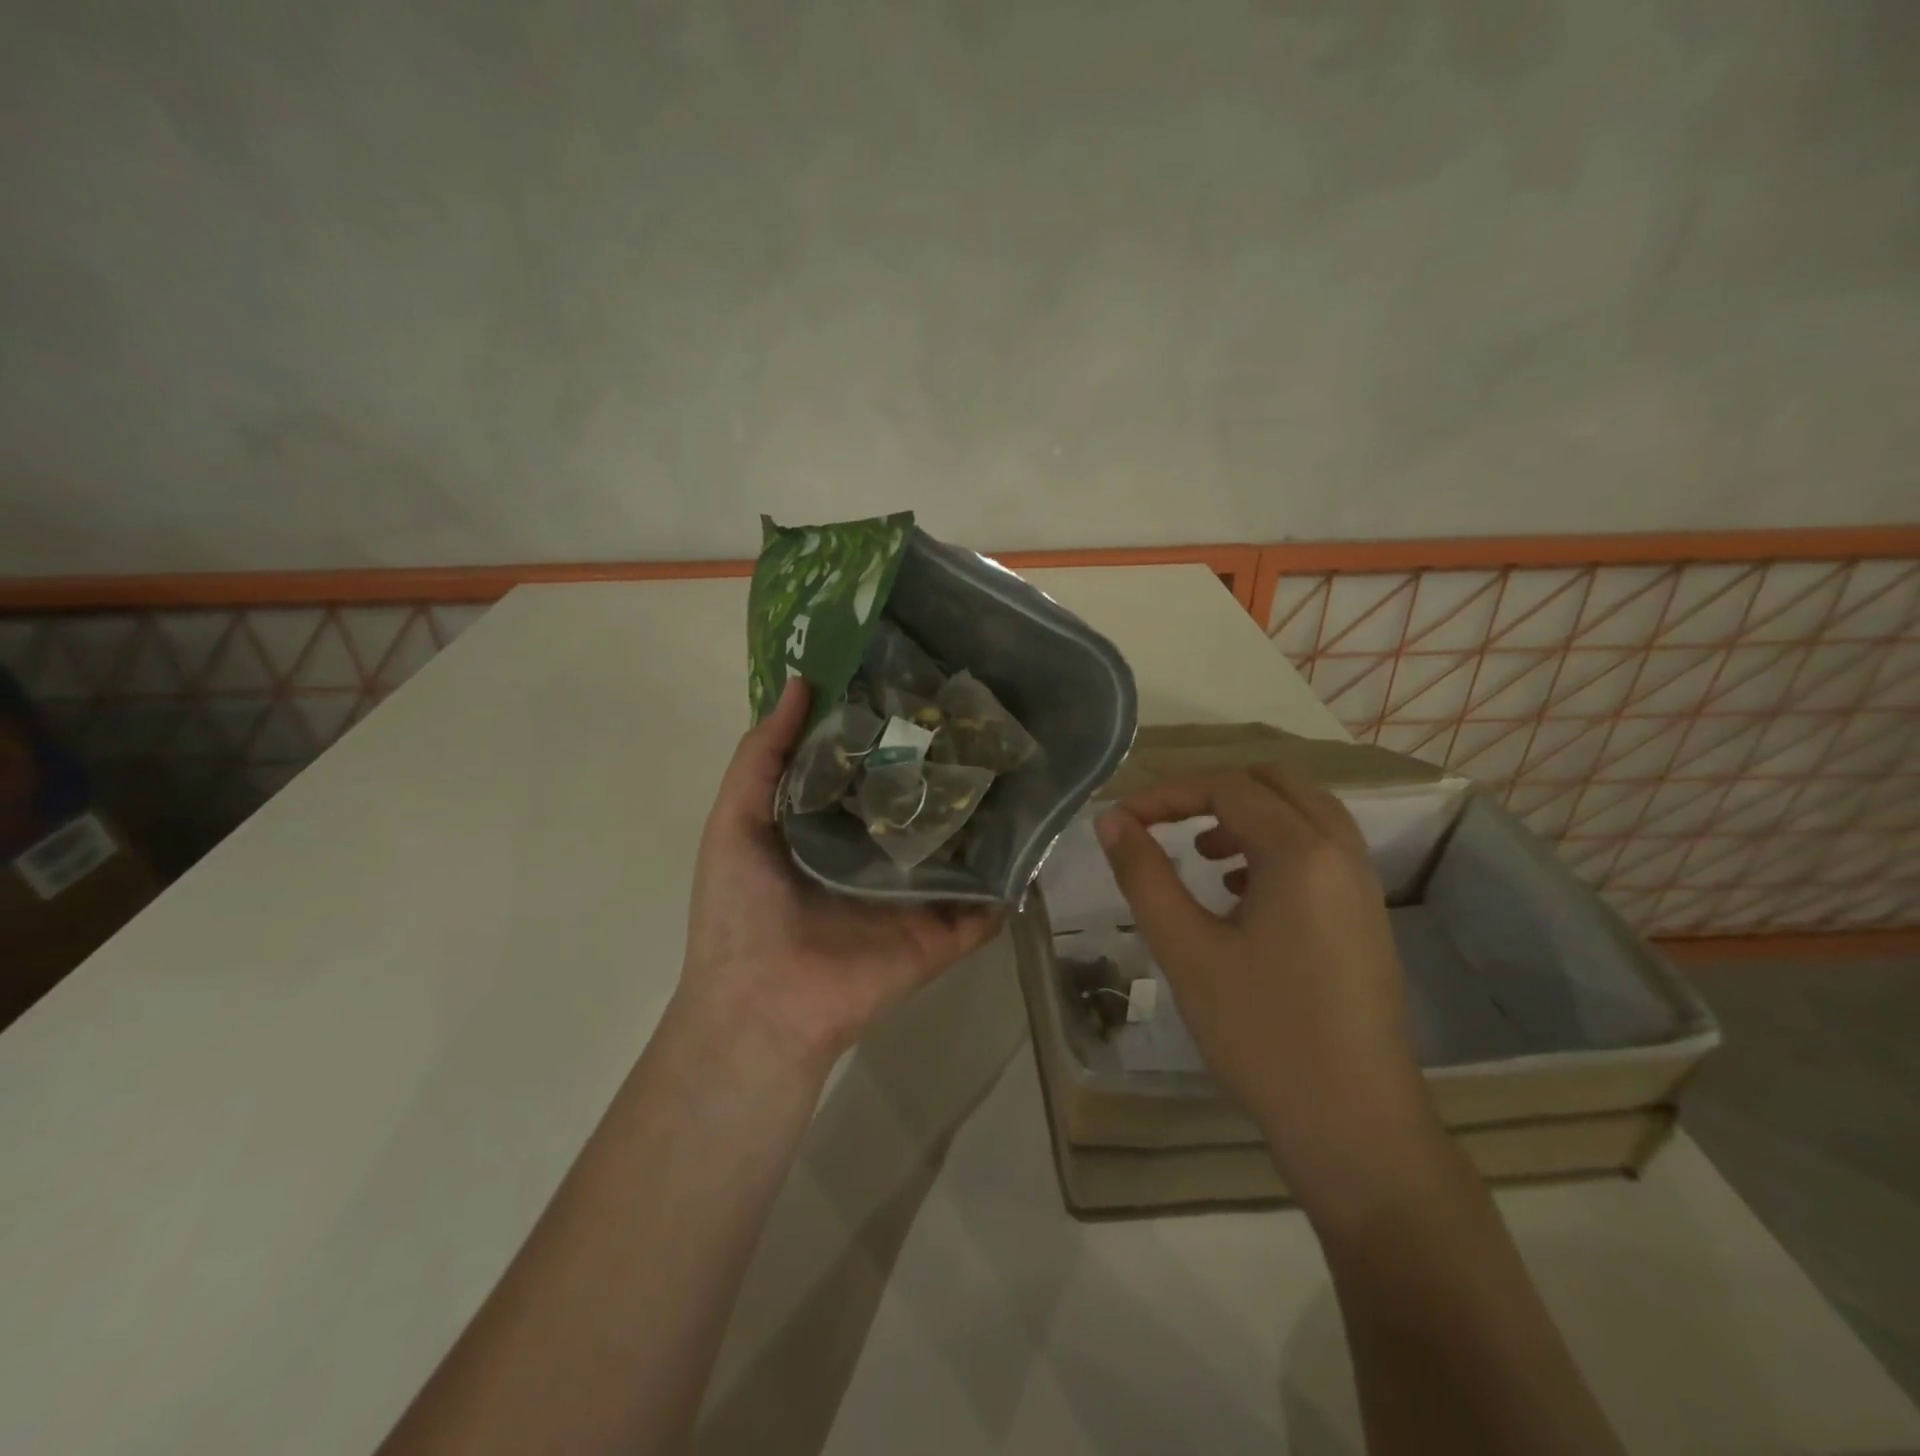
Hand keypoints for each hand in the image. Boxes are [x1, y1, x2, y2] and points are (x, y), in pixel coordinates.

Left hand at [677, 679, 1002, 1074]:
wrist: (762, 1006)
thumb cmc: (739, 910)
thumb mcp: (735, 820)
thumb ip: (763, 755)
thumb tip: (802, 682)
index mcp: (833, 825)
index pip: (872, 765)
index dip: (891, 726)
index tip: (921, 679)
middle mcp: (880, 852)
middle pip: (923, 800)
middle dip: (948, 761)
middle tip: (985, 712)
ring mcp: (917, 892)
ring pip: (963, 843)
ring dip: (989, 810)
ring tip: (1024, 757)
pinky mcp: (946, 930)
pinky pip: (988, 899)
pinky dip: (1013, 873)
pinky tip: (1040, 828)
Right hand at [1095, 764, 1442, 1208]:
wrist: (1355, 1126)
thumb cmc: (1261, 1034)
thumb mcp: (1186, 950)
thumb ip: (1144, 875)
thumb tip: (1112, 822)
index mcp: (1300, 851)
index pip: (1225, 787)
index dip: (1165, 793)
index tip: (1121, 820)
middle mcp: (1340, 851)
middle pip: (1273, 781)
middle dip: (1210, 790)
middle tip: (1163, 820)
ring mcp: (1362, 883)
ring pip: (1302, 812)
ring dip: (1247, 814)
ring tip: (1202, 853)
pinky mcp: (1365, 915)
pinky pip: (1320, 849)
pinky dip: (1275, 844)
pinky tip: (1240, 892)